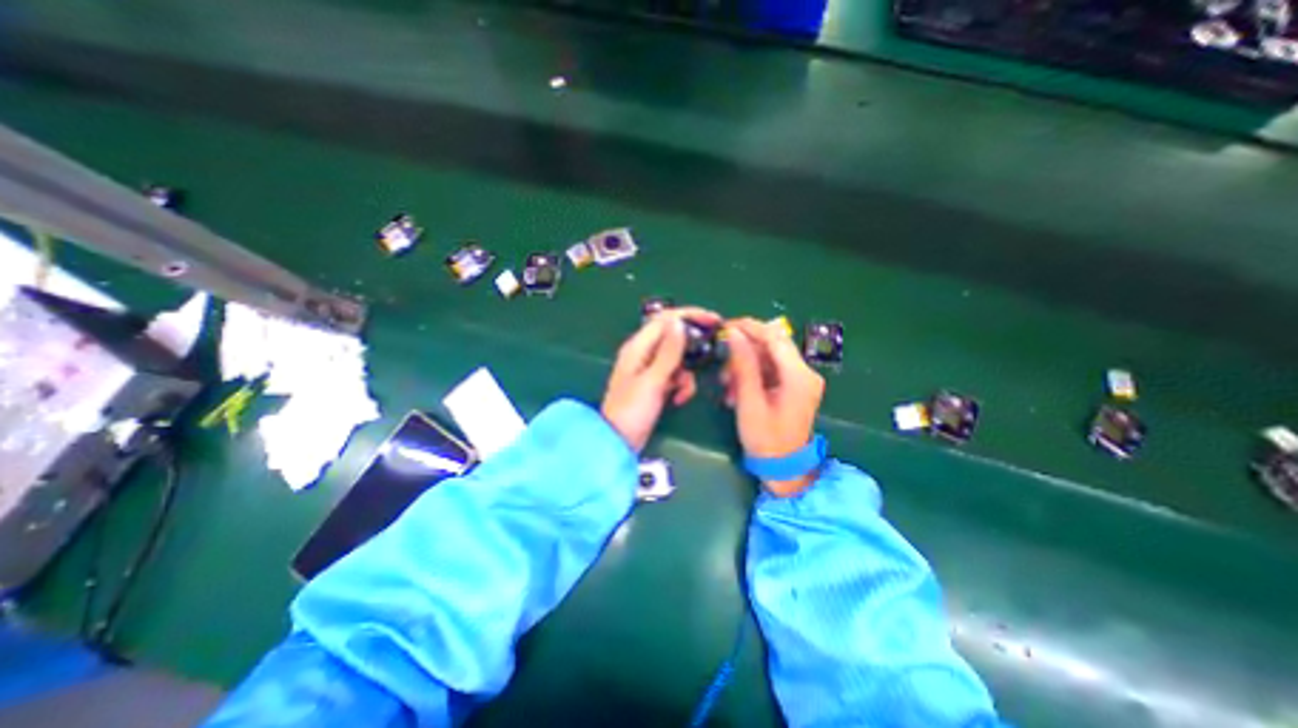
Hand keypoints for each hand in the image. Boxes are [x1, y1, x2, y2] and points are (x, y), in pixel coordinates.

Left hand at [601, 308, 719, 454]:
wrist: (618, 442)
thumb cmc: (632, 411)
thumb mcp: (653, 381)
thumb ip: (668, 352)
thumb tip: (679, 323)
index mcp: (638, 347)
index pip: (666, 319)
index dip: (690, 316)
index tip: (714, 320)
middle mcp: (643, 353)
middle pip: (673, 337)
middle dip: (692, 346)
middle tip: (711, 350)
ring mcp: (649, 369)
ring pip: (677, 358)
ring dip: (686, 373)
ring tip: (683, 391)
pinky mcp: (655, 383)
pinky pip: (674, 375)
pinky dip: (681, 385)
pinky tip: (678, 399)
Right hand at [719, 315, 818, 494]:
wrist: (784, 469)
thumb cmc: (766, 440)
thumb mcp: (750, 402)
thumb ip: (743, 366)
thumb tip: (733, 334)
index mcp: (799, 376)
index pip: (774, 337)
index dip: (749, 327)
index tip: (725, 327)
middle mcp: (804, 372)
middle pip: (772, 345)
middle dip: (744, 350)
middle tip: (722, 363)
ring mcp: (800, 380)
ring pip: (768, 357)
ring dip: (745, 365)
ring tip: (727, 384)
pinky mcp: (793, 387)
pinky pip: (770, 370)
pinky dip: (751, 375)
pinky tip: (736, 391)